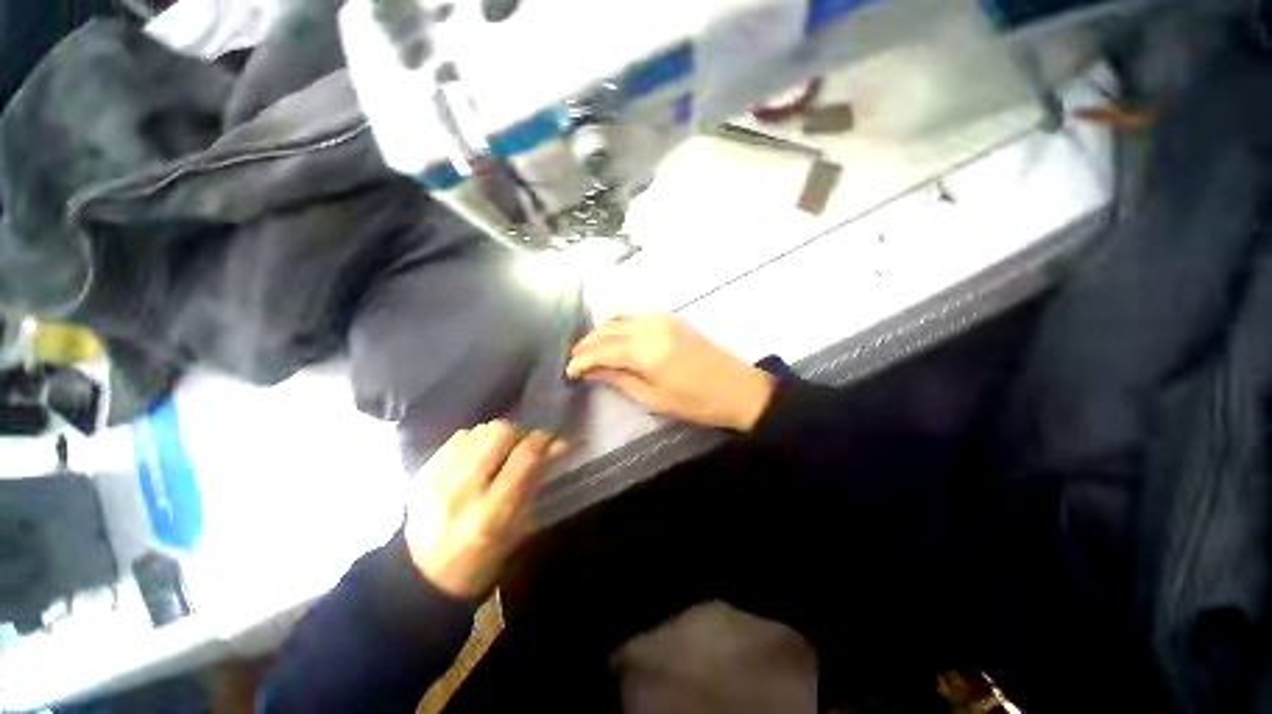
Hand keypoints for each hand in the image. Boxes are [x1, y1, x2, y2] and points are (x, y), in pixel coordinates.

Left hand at [405, 422, 565, 598]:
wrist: (420, 578)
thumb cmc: (479, 562)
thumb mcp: (516, 531)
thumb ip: (536, 483)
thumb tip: (559, 445)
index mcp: (490, 516)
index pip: (524, 458)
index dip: (543, 441)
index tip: (552, 440)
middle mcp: (462, 492)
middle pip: (500, 433)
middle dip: (519, 435)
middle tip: (522, 449)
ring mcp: (436, 480)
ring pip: (479, 430)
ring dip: (496, 437)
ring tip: (498, 454)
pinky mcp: (421, 473)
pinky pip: (458, 438)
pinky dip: (474, 442)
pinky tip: (476, 458)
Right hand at [566, 314, 775, 431]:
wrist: (740, 389)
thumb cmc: (697, 402)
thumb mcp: (655, 398)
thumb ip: (620, 380)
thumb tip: (592, 372)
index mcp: (646, 349)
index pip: (603, 349)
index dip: (582, 360)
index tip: (568, 371)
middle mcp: (651, 326)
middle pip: (608, 329)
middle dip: (587, 343)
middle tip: (574, 359)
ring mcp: (663, 318)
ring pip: (620, 318)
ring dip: (602, 331)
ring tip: (590, 349)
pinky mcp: (672, 318)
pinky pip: (636, 316)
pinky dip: (620, 324)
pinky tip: (615, 337)